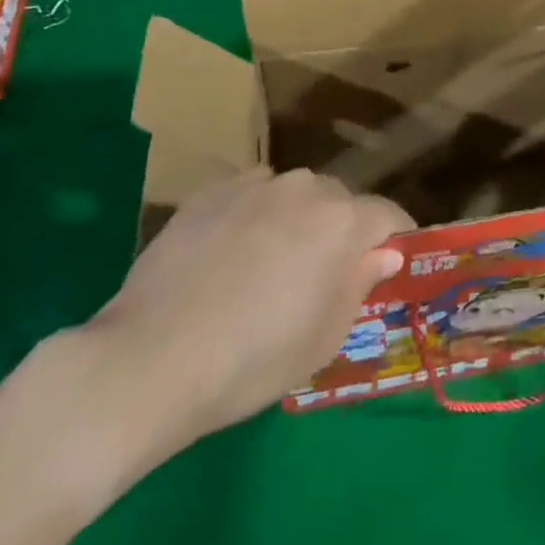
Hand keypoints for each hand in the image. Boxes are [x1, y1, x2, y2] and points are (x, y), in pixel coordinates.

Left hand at [74, 169, 410, 466]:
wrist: (150, 358)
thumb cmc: (252, 360)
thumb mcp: (323, 339)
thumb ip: (361, 285)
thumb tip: (384, 253)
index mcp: (343, 222)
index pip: (389, 216)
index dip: (394, 241)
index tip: (387, 267)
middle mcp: (307, 188)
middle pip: (341, 202)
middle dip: (341, 232)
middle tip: (320, 277)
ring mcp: (257, 184)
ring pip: (295, 195)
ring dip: (296, 220)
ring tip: (267, 265)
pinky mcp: (212, 190)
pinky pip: (252, 194)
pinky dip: (253, 215)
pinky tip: (227, 254)